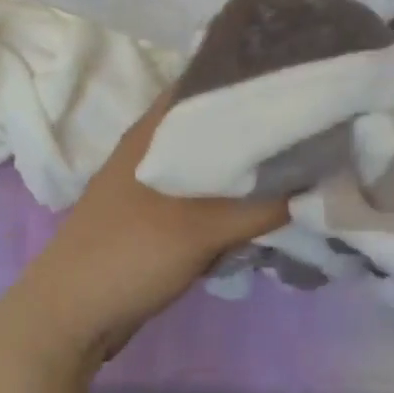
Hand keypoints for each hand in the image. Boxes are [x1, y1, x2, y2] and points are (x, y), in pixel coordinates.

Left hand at [4, 94, 289, 365]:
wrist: (73, 315)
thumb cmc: (128, 253)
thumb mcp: (199, 226)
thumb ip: (260, 204)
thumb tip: (320, 183)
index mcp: (154, 130)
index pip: (208, 82)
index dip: (251, 77)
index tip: (301, 80)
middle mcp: (155, 148)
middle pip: (218, 126)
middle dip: (261, 130)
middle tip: (317, 129)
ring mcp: (157, 185)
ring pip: (215, 166)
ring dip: (250, 172)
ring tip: (306, 166)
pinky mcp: (162, 219)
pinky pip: (209, 200)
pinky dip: (235, 203)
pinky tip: (269, 210)